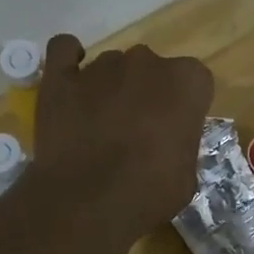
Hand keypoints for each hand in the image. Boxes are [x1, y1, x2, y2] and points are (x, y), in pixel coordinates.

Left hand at [30, 34, 213, 243]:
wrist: (88, 203)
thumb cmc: (148, 194)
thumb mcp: (185, 178)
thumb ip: (180, 145)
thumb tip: (166, 146)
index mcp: (186, 82)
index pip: (193, 82)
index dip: (183, 108)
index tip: (173, 132)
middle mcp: (146, 62)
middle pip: (150, 70)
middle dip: (145, 94)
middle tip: (136, 132)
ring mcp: (100, 65)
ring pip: (110, 67)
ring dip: (109, 88)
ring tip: (98, 126)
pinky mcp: (60, 76)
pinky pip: (64, 50)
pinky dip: (68, 61)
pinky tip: (71, 84)